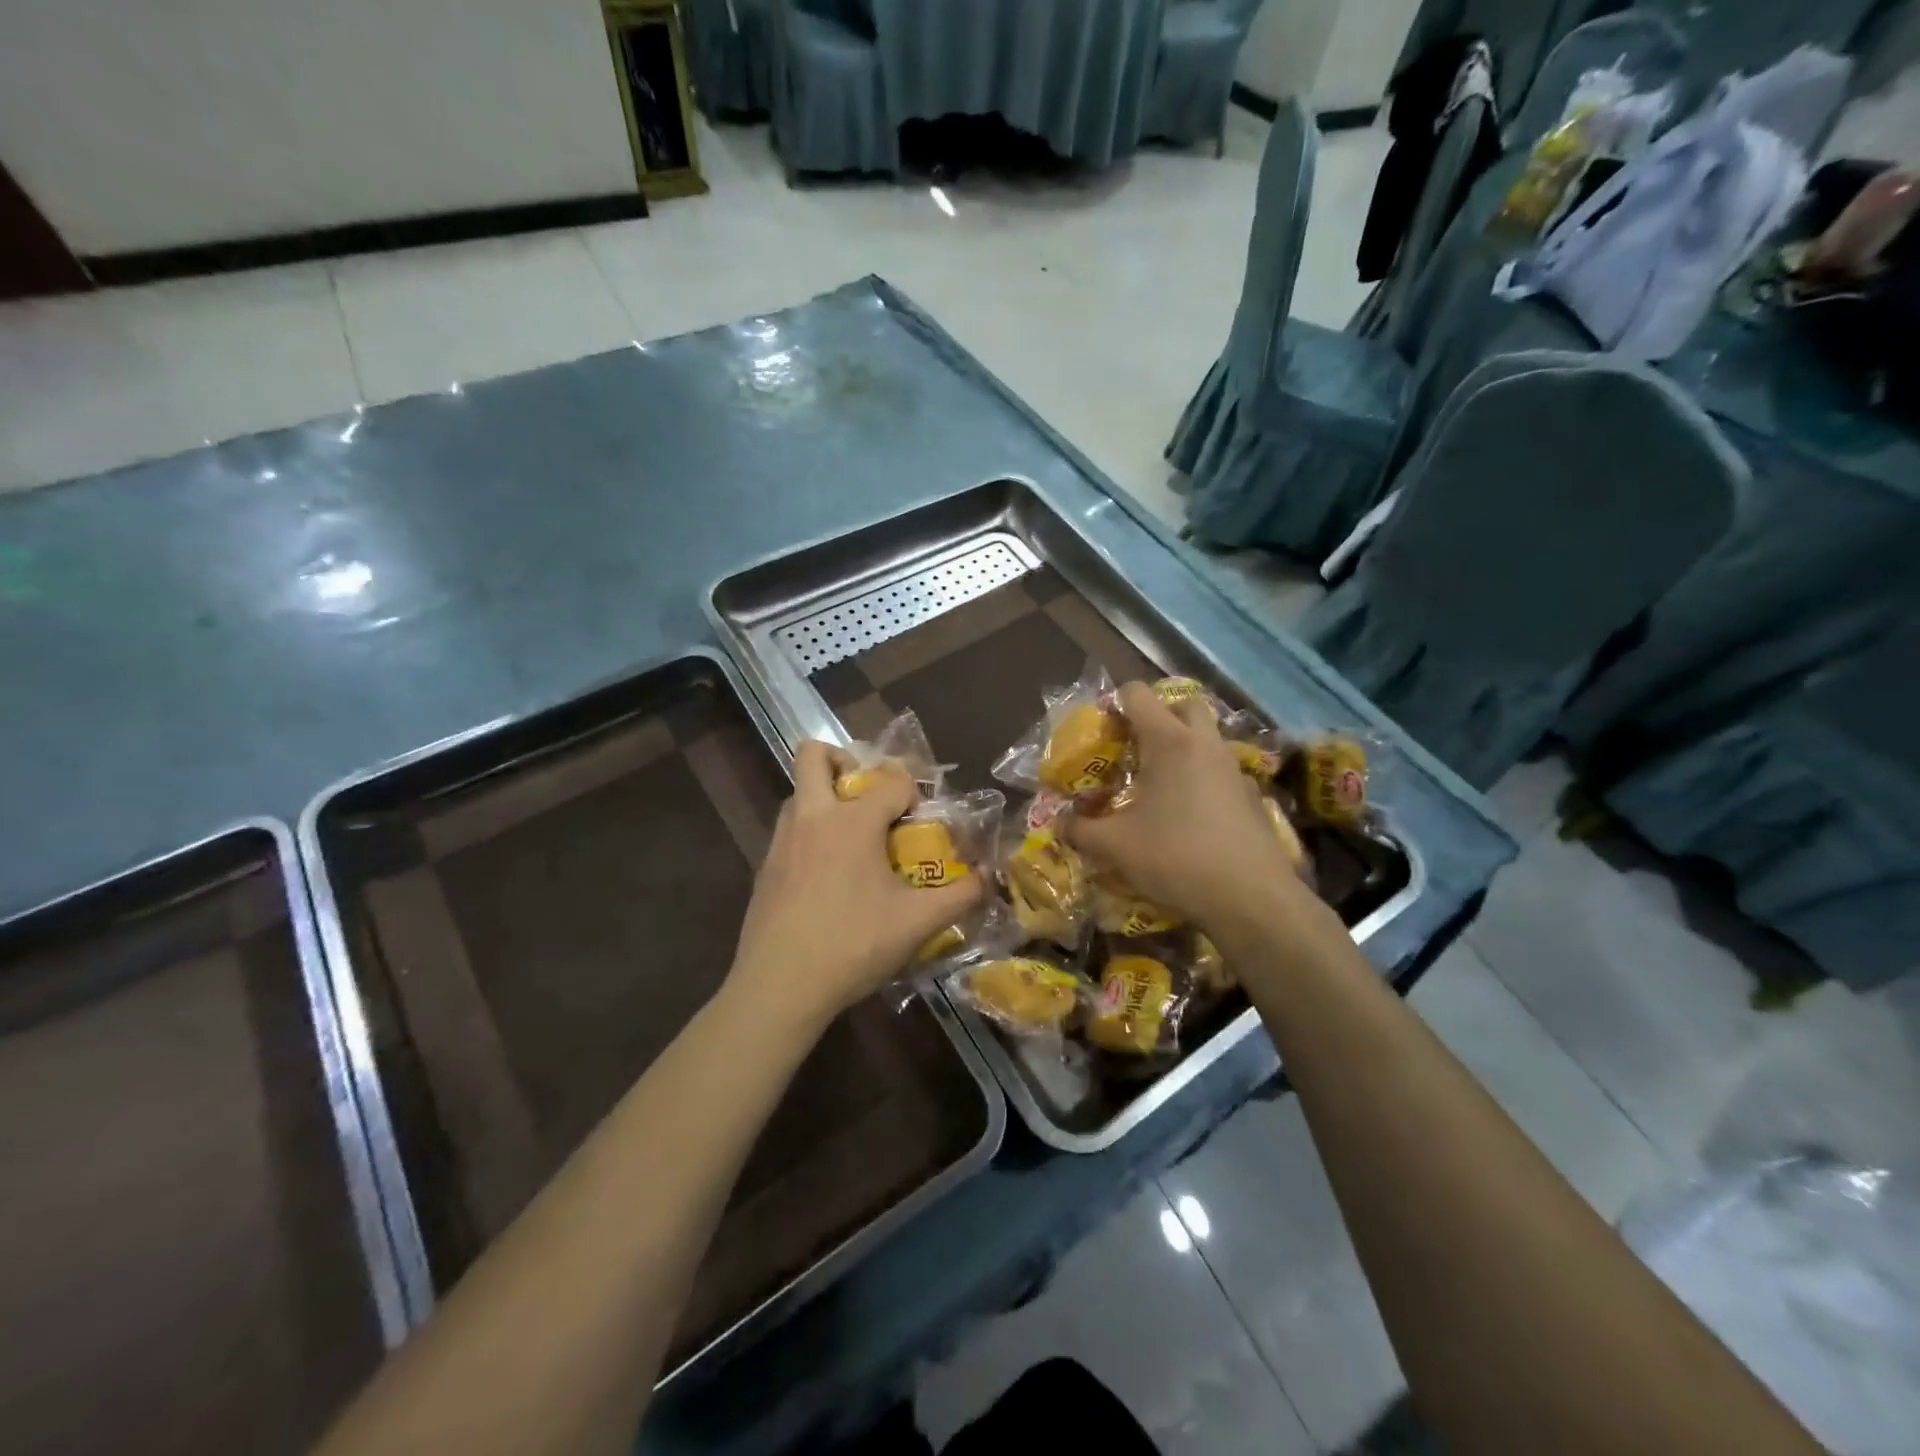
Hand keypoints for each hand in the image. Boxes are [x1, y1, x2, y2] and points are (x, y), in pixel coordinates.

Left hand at [727, 741, 984, 1031]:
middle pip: (815, 755)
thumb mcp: (918, 923)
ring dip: (825, 798)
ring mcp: (782, 840)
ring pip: (798, 793)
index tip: (921, 820)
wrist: (778, 985)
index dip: (913, 792)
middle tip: (867, 793)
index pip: (893, 781)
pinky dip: (810, 835)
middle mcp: (813, 816)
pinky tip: (827, 878)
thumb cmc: (853, 945)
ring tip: (851, 838)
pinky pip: (789, 831)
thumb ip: (960, 896)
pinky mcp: (764, 867)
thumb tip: (987, 878)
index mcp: (853, 821)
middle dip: (843, 760)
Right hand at [1065, 682, 1312, 934]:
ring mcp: (1235, 769)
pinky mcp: (1253, 796)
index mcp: (1169, 742)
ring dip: (1182, 749)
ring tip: (1158, 786)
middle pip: (1182, 705)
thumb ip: (1081, 829)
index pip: (1138, 694)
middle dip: (1157, 717)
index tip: (1102, 733)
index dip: (1114, 704)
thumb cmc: (1176, 858)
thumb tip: (1060, 823)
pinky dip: (1203, 779)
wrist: (1251, 899)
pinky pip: (1222, 772)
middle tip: (1134, 750)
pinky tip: (1191, 816)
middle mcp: (1206, 744)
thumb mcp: (1115, 846)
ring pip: (1207, 738)